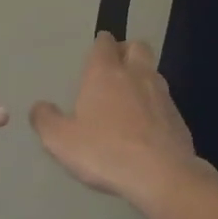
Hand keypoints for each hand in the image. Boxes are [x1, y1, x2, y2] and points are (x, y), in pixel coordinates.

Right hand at [31, 33, 209, 202]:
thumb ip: (46, 120)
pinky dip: (155, 106)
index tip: (95, 56)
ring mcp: (162, 94)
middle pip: (137, 47)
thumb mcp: (61, 141)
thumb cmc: (105, 151)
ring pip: (153, 72)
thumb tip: (39, 107)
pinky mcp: (178, 117)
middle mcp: (136, 74)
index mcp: (105, 72)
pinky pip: (164, 102)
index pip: (104, 42)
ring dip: (142, 78)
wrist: (161, 176)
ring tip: (129, 100)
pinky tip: (146, 128)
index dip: (100, 45)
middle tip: (115, 70)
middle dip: (126, 51)